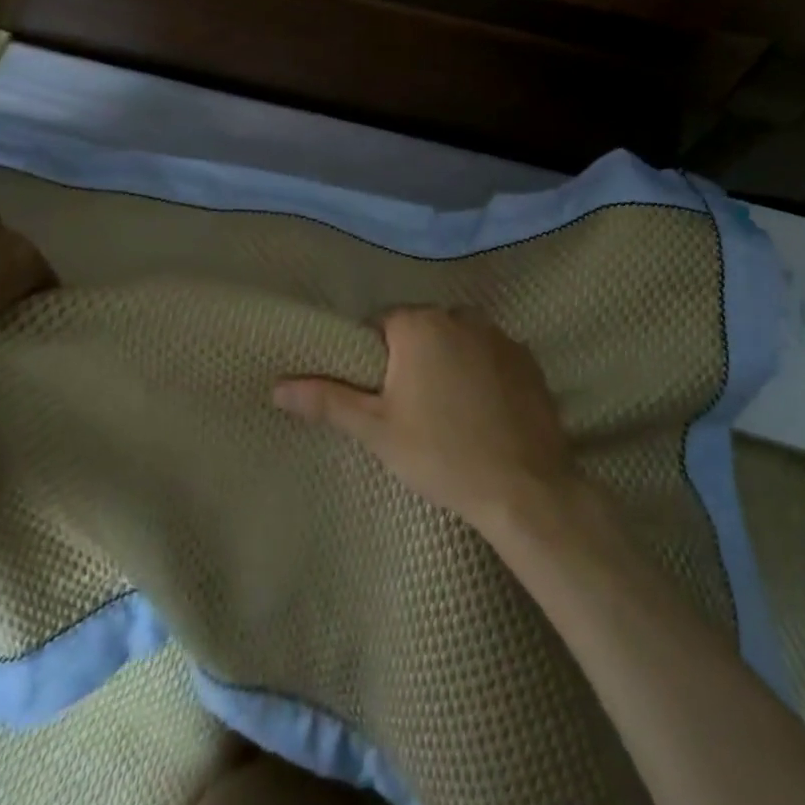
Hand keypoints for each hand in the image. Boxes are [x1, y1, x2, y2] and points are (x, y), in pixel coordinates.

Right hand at [273, 306, 577, 529]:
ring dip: (448, 361)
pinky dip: (482, 371)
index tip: (379, 393)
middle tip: (411, 407)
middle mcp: (461, 316)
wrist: (524, 488)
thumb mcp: (377, 429)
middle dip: (412, 358)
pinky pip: (490, 355)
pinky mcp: (527, 358)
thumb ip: (328, 400)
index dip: (375, 357)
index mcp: (420, 325)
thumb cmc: (441, 454)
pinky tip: (483, 410)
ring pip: (458, 339)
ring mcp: (499, 335)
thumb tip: (277, 386)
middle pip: (422, 329)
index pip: (382, 323)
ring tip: (449, 411)